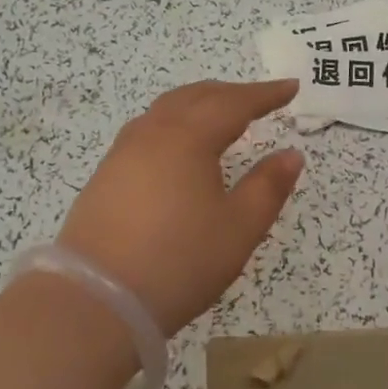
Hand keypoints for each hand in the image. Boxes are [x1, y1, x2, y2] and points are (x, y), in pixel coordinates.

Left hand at [57, 79, 303, 335]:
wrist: (96, 301)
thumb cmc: (179, 261)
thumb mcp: (238, 228)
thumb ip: (268, 187)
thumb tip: (291, 154)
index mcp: (188, 138)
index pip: (234, 103)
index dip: (265, 94)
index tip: (291, 87)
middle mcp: (153, 133)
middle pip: (196, 97)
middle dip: (231, 93)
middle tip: (259, 98)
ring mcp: (123, 153)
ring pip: (166, 110)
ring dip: (198, 104)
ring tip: (220, 115)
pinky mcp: (106, 176)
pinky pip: (147, 130)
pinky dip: (174, 123)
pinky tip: (178, 146)